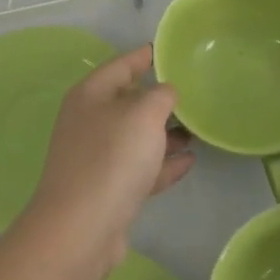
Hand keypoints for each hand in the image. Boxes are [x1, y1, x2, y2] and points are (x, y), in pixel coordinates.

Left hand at [21, 45, 194, 279]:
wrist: (81, 229)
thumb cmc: (112, 158)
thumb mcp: (144, 115)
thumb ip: (161, 95)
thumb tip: (165, 92)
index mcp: (90, 95)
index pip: (120, 65)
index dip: (143, 56)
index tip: (165, 50)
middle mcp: (89, 122)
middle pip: (128, 102)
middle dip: (159, 100)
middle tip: (193, 95)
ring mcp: (96, 158)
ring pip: (136, 138)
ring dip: (165, 134)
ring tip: (197, 131)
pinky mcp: (107, 190)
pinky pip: (140, 168)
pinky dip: (162, 163)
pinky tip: (189, 161)